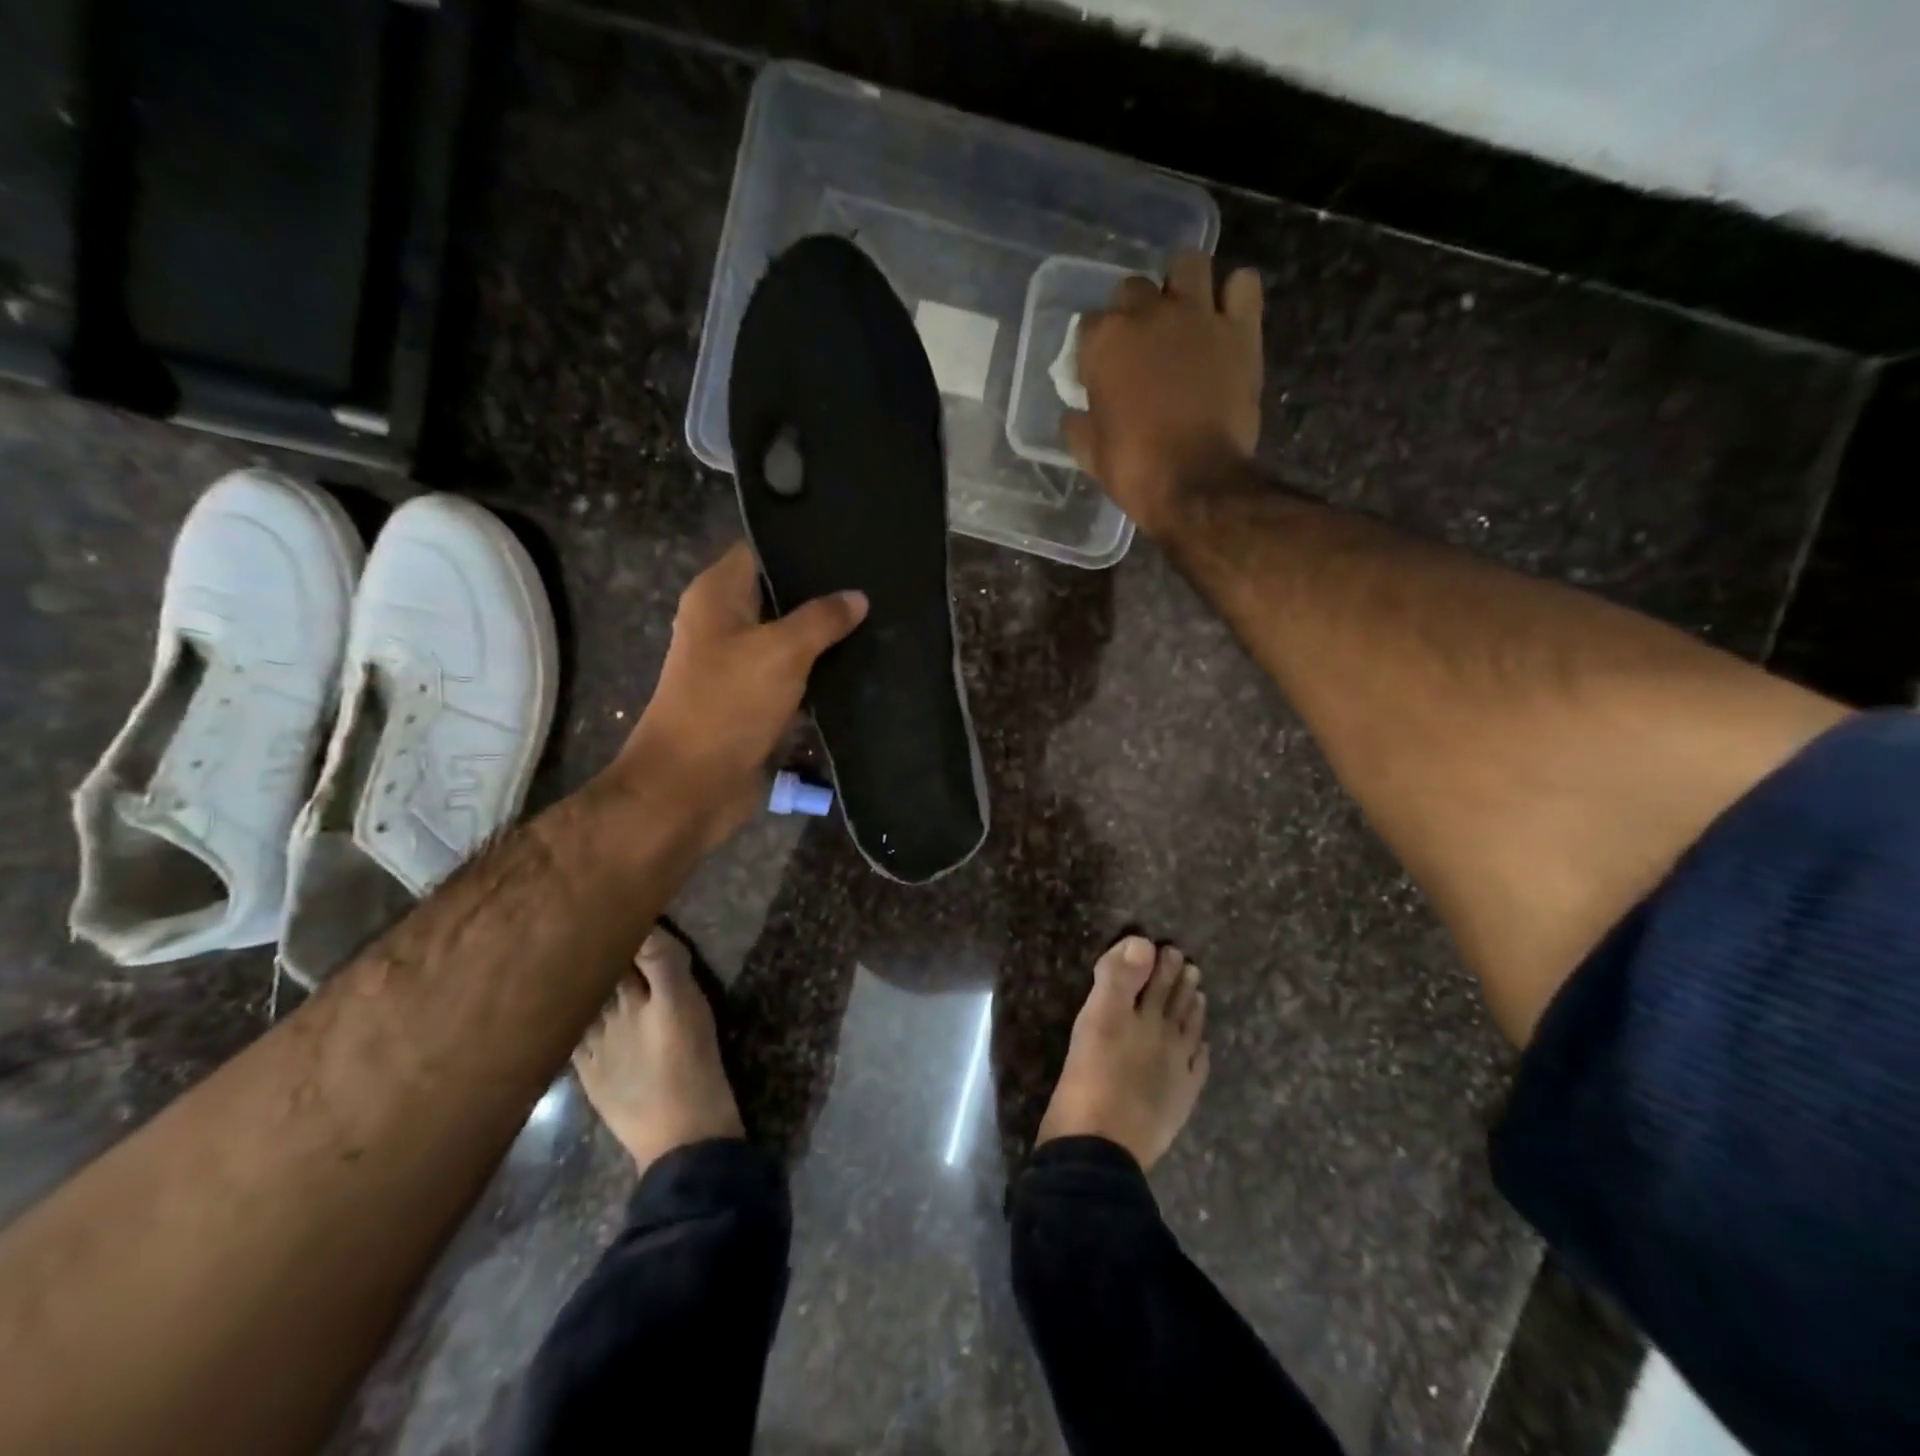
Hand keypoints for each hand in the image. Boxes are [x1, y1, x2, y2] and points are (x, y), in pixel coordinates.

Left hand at [612, 541, 866, 845]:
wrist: (692, 786)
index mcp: (717, 596)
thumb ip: (822, 619)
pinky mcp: (756, 700)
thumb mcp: (781, 651)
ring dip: (827, 637)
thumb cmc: (728, 704)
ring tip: (880, 618)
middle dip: (823, 592)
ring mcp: (741, 664)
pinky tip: (863, 664)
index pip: (761, 550)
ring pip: (792, 638)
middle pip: (780, 594)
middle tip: (877, 582)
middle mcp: (725, 623)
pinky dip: (822, 673)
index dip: (801, 543)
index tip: (851, 541)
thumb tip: (857, 596)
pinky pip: (795, 676)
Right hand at [1063, 253, 1263, 537]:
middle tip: (1141, 346)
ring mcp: (1198, 315)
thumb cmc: (1135, 471)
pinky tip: (1226, 317)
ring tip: (1183, 315)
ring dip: (1182, 283)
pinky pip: (1243, 283)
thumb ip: (1079, 425)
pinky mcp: (1241, 328)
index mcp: (1104, 342)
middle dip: (1134, 313)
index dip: (1094, 350)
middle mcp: (1148, 313)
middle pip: (1133, 289)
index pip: (1089, 325)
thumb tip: (1074, 415)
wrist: (1196, 484)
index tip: (1100, 373)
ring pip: (1188, 264)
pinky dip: (1235, 294)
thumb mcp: (1091, 454)